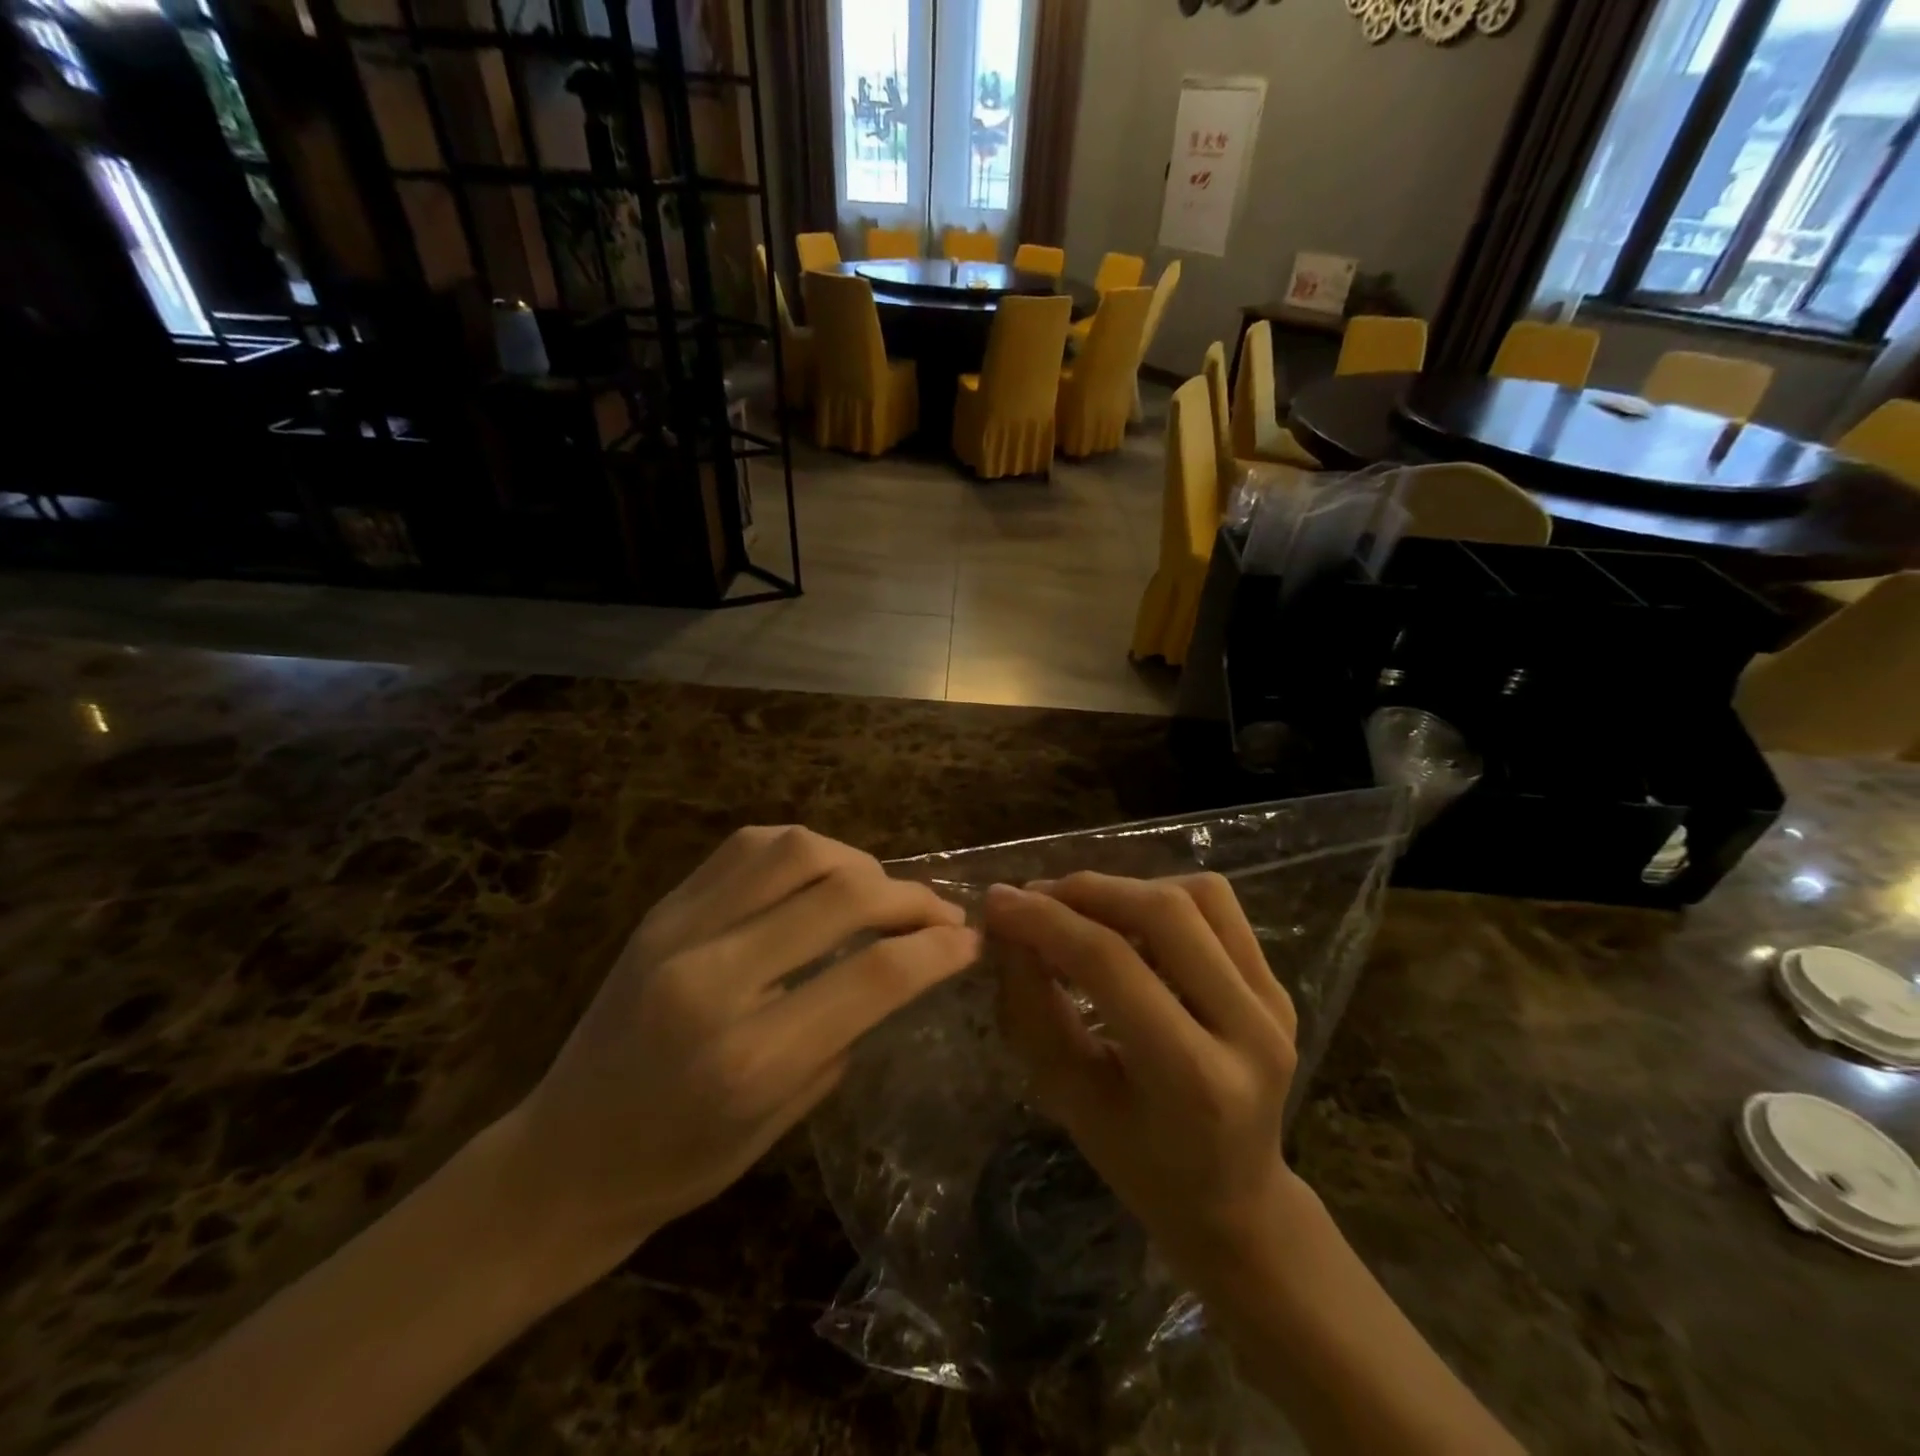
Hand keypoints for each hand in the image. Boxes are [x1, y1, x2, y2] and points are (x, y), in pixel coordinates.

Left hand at [512, 826, 979, 1263]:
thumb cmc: (681, 1164)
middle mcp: (715, 978)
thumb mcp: (784, 1119)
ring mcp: (680, 931)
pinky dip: (802, 849)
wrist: (564, 1157)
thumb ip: (847, 1031)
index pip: (874, 974)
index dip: (937, 949)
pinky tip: (819, 874)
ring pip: (796, 850)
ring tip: (878, 890)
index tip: (970, 942)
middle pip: (843, 895)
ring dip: (858, 862)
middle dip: (911, 897)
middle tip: (939, 913)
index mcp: (751, 1057)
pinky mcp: (661, 909)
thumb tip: (903, 965)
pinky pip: (747, 847)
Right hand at [982, 873, 1299, 1269]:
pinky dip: (1162, 896)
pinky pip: (1218, 907)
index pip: (1112, 964)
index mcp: (1195, 1079)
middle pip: (1164, 913)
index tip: (996, 901)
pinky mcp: (1279, 984)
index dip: (1046, 922)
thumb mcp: (1069, 1099)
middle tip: (1035, 898)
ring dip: (1126, 888)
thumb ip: (1033, 1008)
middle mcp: (1251, 1030)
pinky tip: (1128, 921)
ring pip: (1198, 896)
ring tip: (1079, 908)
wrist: (1235, 1199)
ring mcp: (1274, 1002)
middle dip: (1087, 892)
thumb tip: (1009, 927)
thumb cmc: (1140, 1164)